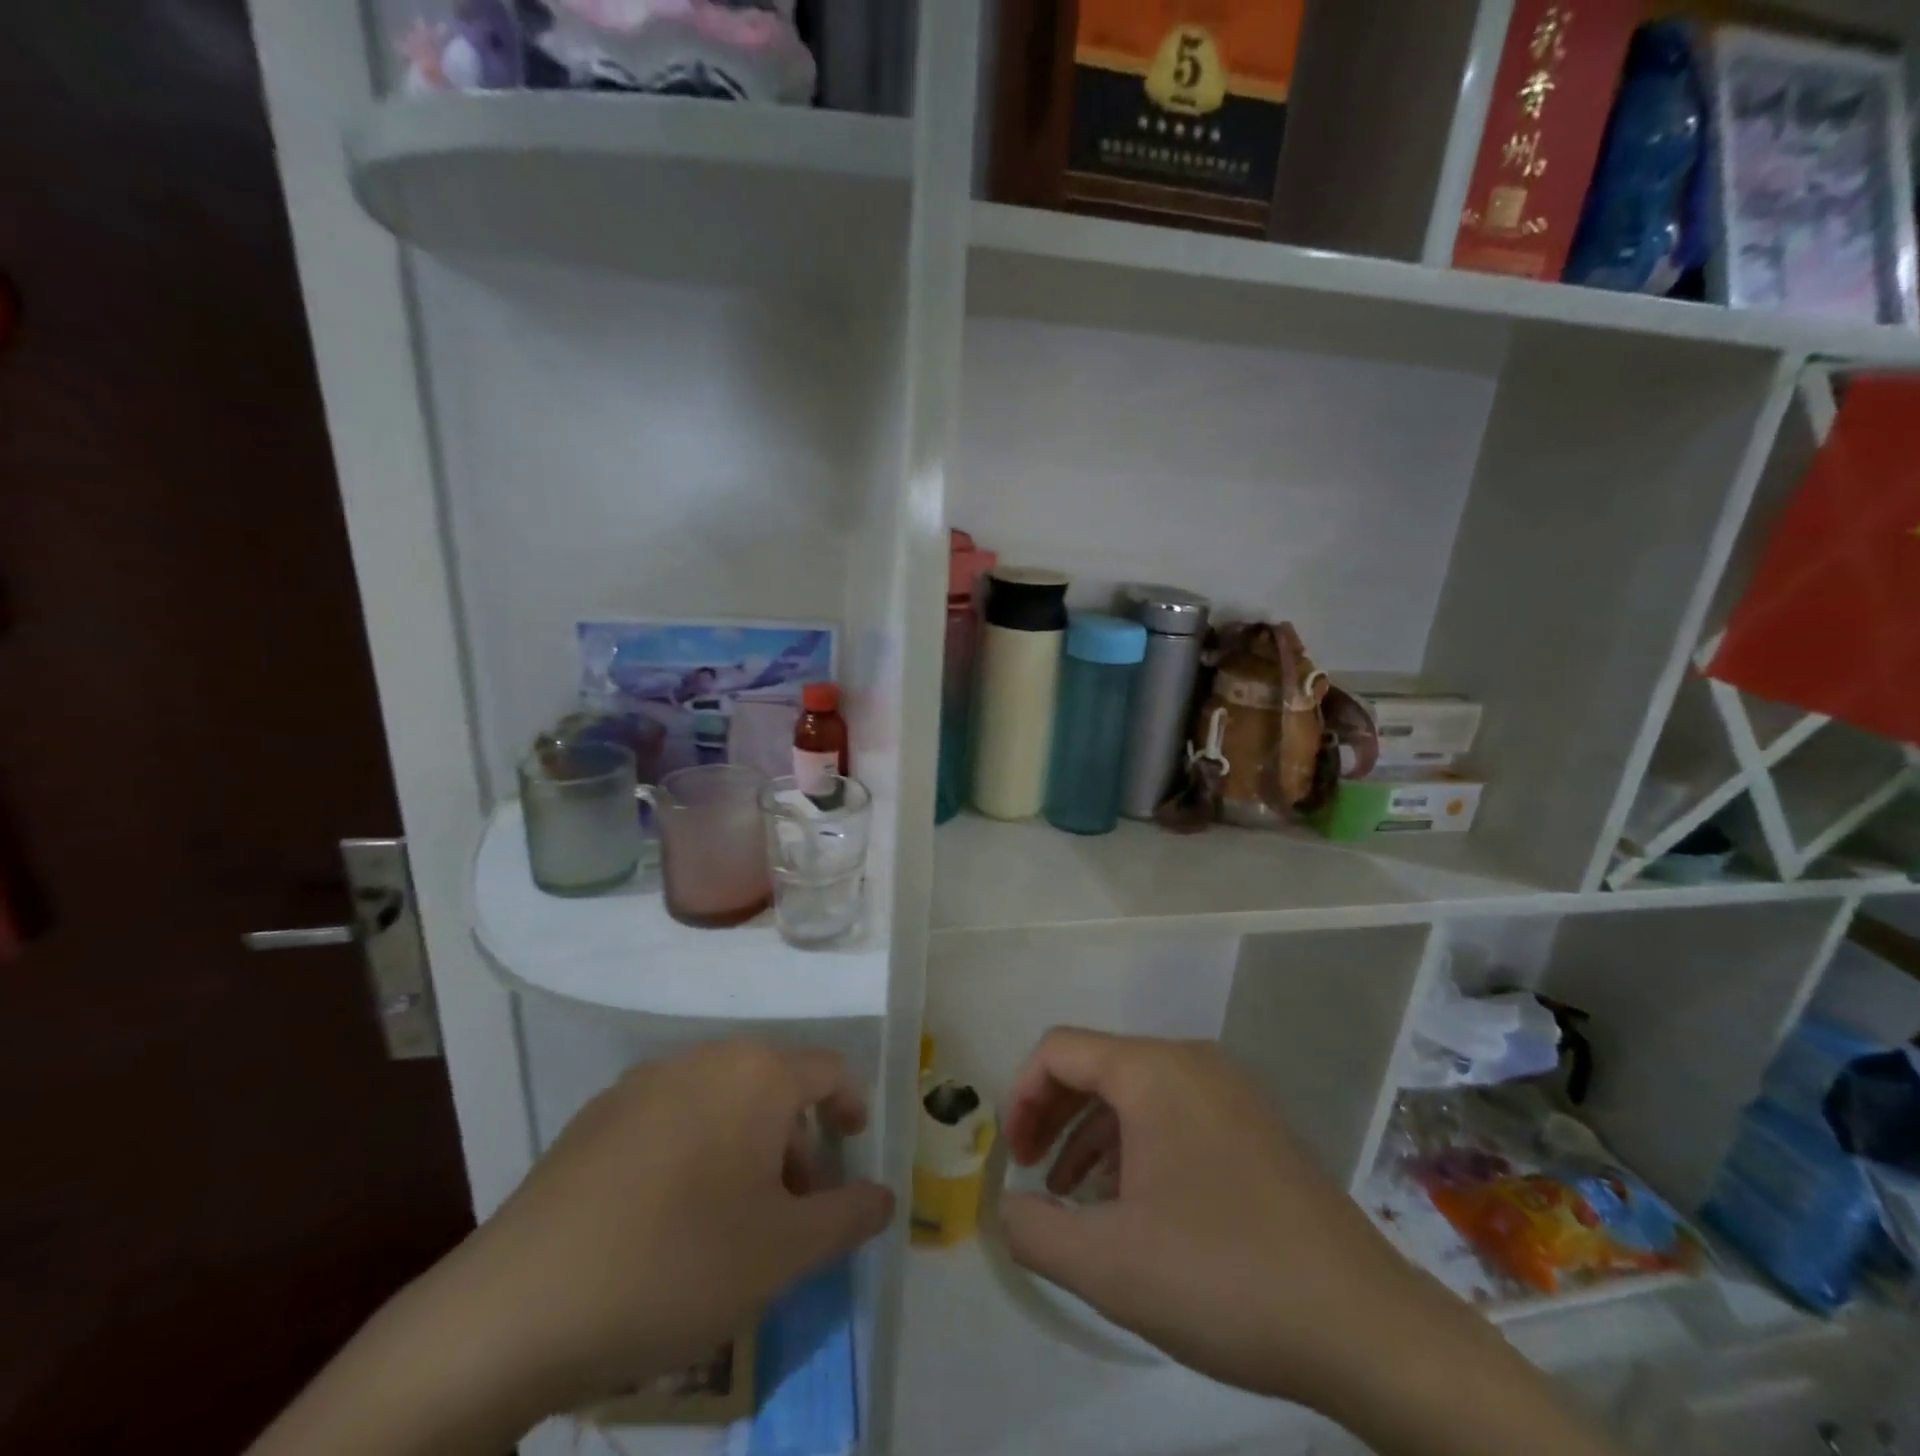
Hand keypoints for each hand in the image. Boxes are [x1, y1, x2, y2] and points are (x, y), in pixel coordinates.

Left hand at [450, 1040, 894, 1418]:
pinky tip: (669, 1217)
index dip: (852, 1106)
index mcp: (756, 1074)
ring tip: (734, 1219)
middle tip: (794, 1208)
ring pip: (722, 1100)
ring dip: (746, 1147)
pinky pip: (672, 1116)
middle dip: (796, 1142)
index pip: (829, 1070)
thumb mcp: (783, 1253)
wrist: (517, 1306)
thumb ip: (849, 1217)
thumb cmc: (677, 1264)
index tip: (854, 1150)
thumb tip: (885, 1196)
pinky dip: (695, 1150)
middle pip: (773, 1085)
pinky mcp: (597, 1115)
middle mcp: (704, 1058)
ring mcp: (643, 1082)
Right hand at [999, 1030, 1471, 1410]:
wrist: (1365, 1326)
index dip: (1021, 1097)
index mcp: (1152, 1070)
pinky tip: (1134, 1204)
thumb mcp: (1108, 1266)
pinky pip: (1173, 1112)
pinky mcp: (1253, 1124)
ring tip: (1076, 1199)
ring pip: (1135, 1091)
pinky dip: (1136, 1144)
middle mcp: (1190, 1061)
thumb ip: (1034, 1230)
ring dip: (1092, 1135)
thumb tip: (1008, 1208)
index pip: (1058, 1050)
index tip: (1015, 1161)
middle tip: (1035, 1176)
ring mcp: (1228, 1090)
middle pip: (1096, 1065)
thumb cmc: (1224, 1278)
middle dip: (1053, 1115)